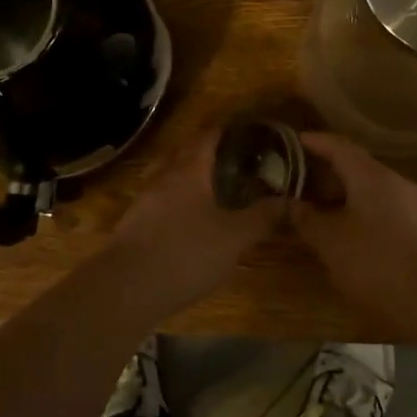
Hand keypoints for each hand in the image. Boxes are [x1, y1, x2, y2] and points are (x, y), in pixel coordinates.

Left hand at [103, 130, 283, 310]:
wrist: (125, 289)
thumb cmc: (185, 253)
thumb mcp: (234, 237)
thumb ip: (262, 217)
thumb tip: (291, 200)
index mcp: (189, 171)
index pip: (207, 137)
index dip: (225, 129)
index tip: (244, 127)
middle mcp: (164, 178)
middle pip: (185, 154)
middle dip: (208, 151)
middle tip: (234, 158)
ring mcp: (145, 202)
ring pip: (171, 178)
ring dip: (191, 178)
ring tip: (215, 188)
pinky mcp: (134, 227)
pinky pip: (162, 202)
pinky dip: (179, 202)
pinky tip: (190, 221)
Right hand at [292, 132, 416, 304]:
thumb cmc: (376, 263)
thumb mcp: (331, 242)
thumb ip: (307, 219)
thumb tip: (289, 203)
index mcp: (372, 176)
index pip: (339, 147)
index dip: (314, 142)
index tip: (292, 141)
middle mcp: (397, 183)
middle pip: (357, 168)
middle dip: (327, 175)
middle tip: (299, 183)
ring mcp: (415, 208)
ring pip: (372, 193)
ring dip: (345, 198)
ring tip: (320, 212)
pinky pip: (385, 212)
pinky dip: (362, 215)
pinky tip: (350, 237)